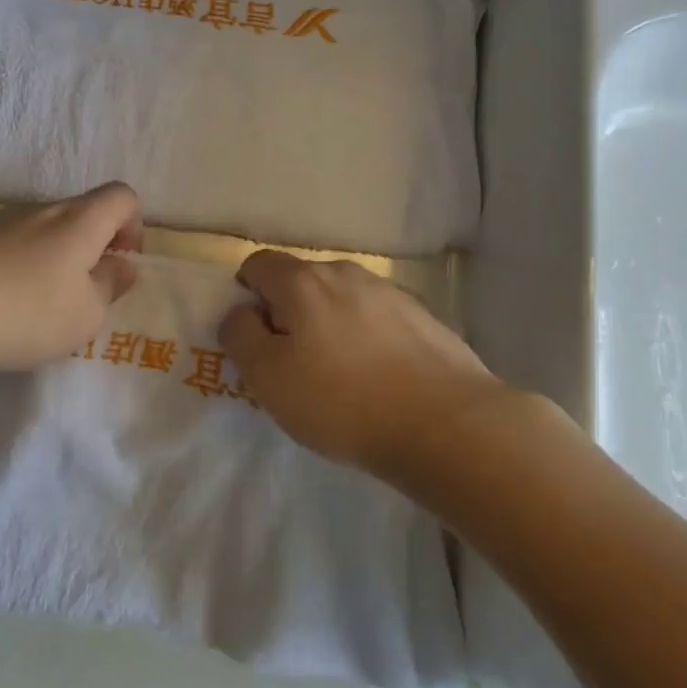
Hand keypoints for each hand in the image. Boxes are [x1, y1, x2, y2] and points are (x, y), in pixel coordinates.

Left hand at [0, 182, 144, 385]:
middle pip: (80, 213)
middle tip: (82, 294)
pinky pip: (6, 245)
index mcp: (77, 221)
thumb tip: (120, 265)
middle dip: (92, 247)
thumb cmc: (21, 314)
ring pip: (41, 230)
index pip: (121, 196)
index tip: (121, 262)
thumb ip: (110, 286)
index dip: (134, 225)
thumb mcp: (84, 315)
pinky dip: (15, 267)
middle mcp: (38, 210)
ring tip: (36, 307)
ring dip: (52, 259)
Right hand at [219, 250, 502, 474]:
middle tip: (292, 360)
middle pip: (302, 280)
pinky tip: (378, 377)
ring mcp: (390, 292)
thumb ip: (241, 335)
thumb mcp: (267, 377)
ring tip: (339, 373)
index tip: (253, 333)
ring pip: (342, 299)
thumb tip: (241, 312)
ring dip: (330, 323)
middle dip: (289, 311)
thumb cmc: (342, 400)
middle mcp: (346, 273)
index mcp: (302, 281)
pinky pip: (377, 318)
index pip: (258, 264)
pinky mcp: (423, 316)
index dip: (246, 293)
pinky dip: (366, 336)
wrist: (445, 423)